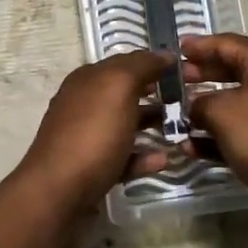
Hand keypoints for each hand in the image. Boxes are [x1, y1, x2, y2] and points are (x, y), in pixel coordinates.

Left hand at [14, 51, 170, 213]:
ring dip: (152, 126)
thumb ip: (140, 66)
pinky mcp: (92, 170)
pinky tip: (164, 160)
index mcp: (87, 80)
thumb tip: (163, 54)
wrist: (58, 193)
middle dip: (155, 95)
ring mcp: (86, 138)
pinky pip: (123, 158)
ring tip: (181, 130)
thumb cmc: (91, 134)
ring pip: (125, 125)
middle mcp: (83, 104)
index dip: (154, 64)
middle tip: (189, 101)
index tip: (186, 72)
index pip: (124, 63)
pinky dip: (143, 158)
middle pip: (125, 94)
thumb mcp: (118, 87)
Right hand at [181, 33, 247, 226]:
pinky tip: (191, 147)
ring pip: (238, 103)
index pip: (229, 43)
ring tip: (178, 115)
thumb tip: (194, 107)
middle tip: (176, 80)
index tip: (176, 49)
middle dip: (203, 76)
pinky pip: (245, 129)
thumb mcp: (221, 112)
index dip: (200, 45)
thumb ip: (200, 103)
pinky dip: (220, 135)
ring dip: (207, 110)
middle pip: (234, 71)